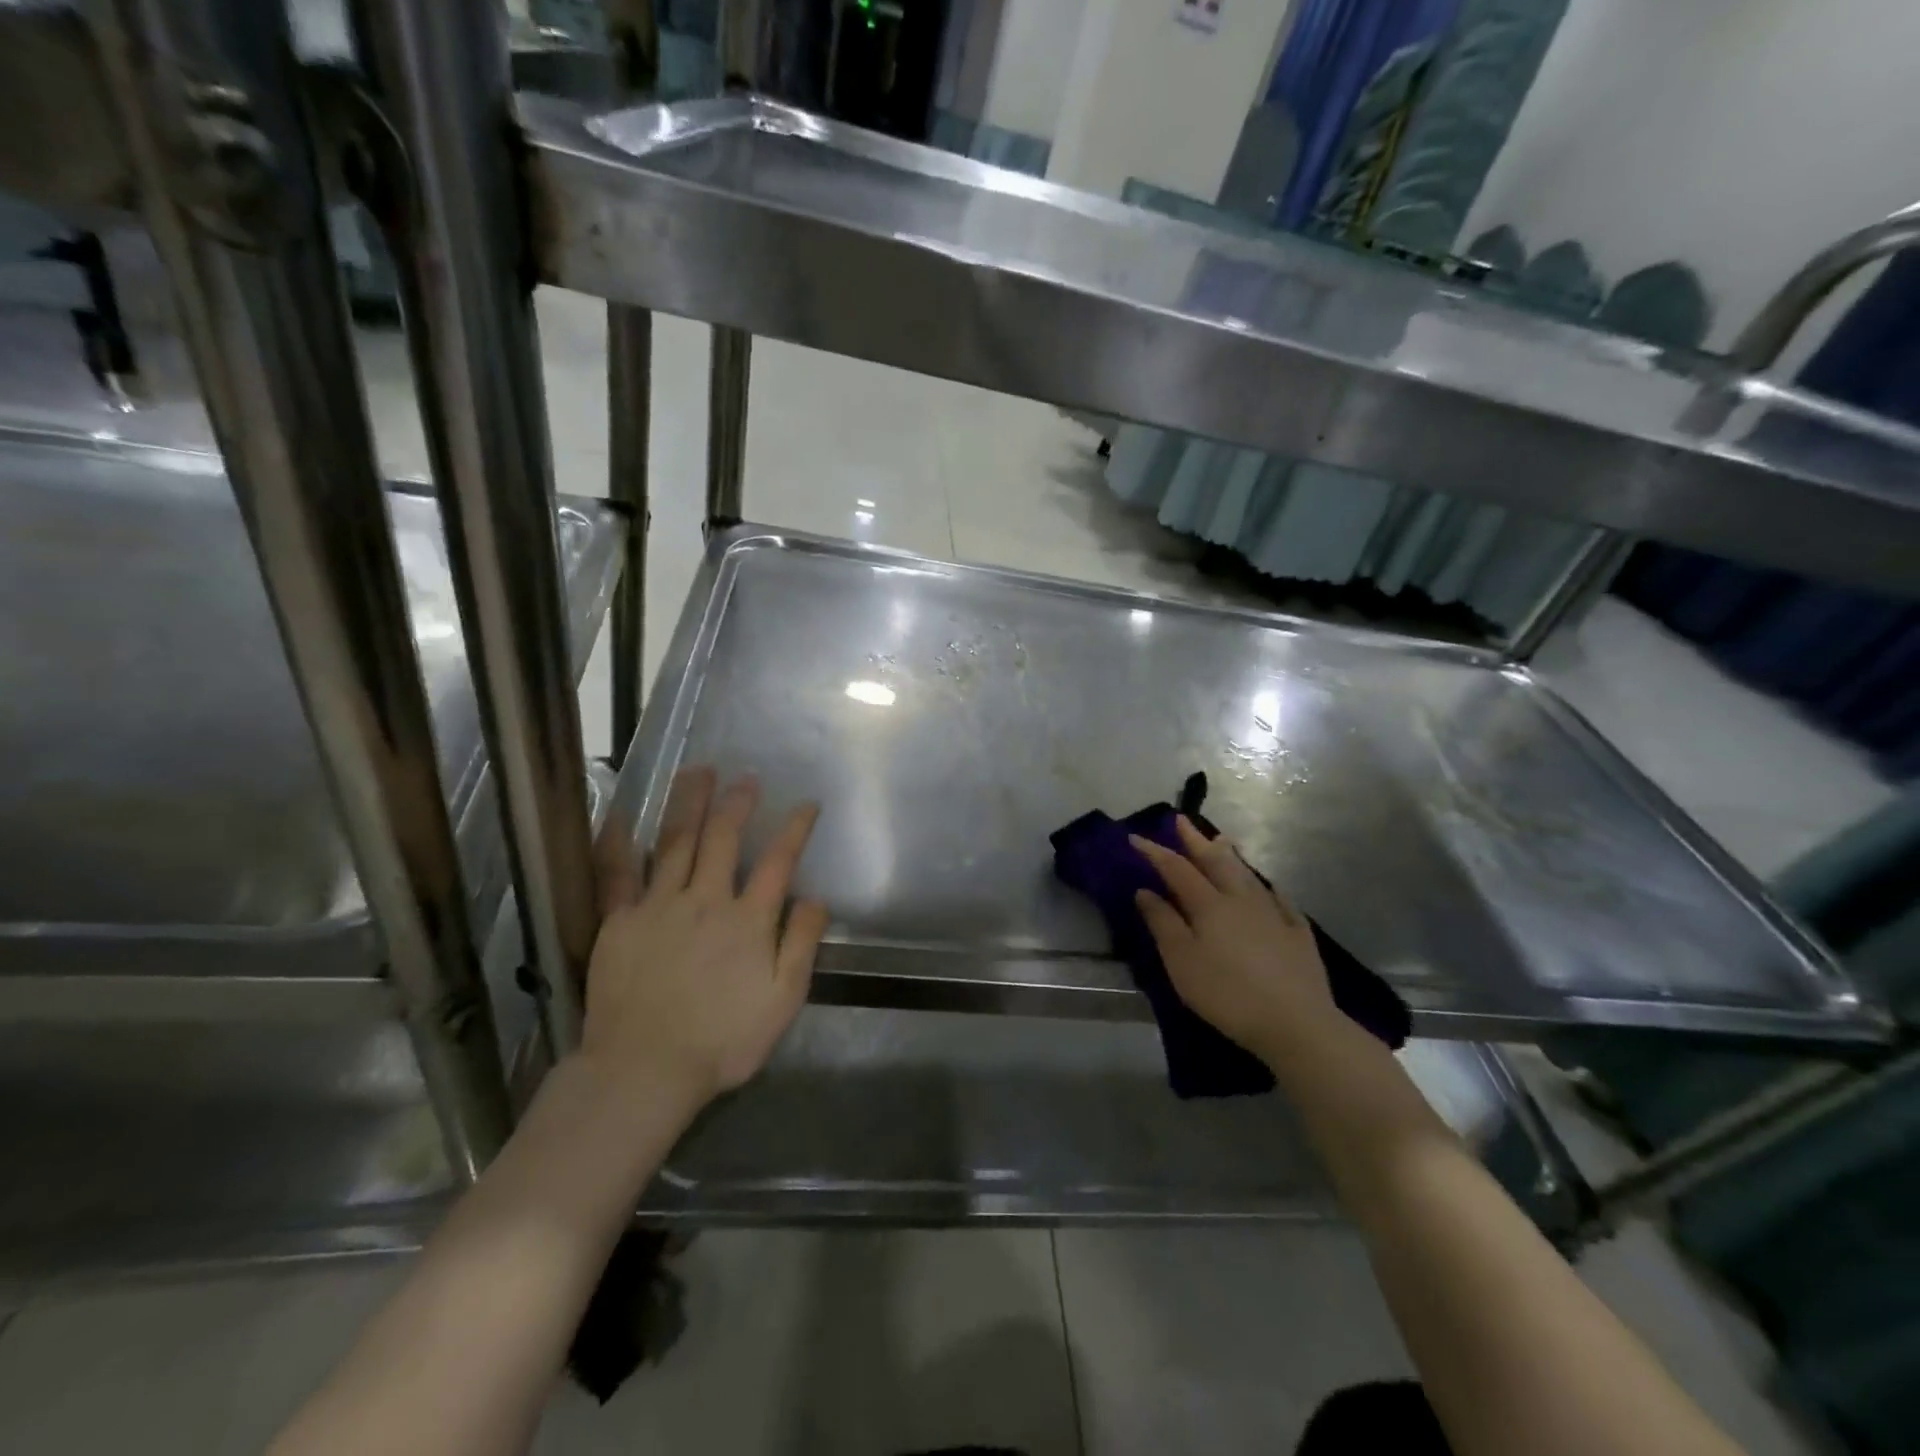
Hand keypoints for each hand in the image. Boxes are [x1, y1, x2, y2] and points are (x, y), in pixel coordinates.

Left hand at [583, 768, 828, 1108]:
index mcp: (748, 920)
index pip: (778, 861)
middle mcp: (705, 900)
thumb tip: (816, 898)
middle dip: (738, 804)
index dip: (795, 828)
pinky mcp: (619, 921)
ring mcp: (659, 906)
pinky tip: (620, 815)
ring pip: (676, 842)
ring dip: (690, 803)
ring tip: (698, 772)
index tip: (806, 804)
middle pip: (724, 839)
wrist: (645, 1069)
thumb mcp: (782, 1000)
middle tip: (746, 777)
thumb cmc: (722, 1040)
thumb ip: (802, 944)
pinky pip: (617, 873)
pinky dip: (619, 842)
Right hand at [1130, 816, 1338, 1062]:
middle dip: (1196, 840)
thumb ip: (1163, 924)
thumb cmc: (1227, 993)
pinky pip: (1280, 900)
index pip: (1176, 869)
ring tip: (1222, 838)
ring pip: (1247, 875)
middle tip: (1182, 820)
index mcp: (1209, 905)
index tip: (1136, 837)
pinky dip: (1268, 888)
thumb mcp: (1182, 962)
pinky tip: (1269, 887)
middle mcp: (1240, 899)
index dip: (1155, 852)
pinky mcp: (1298, 934)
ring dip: (1230, 855)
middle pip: (1215, 862)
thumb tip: (1145, 891)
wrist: (1296, 1022)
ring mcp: (1273, 914)